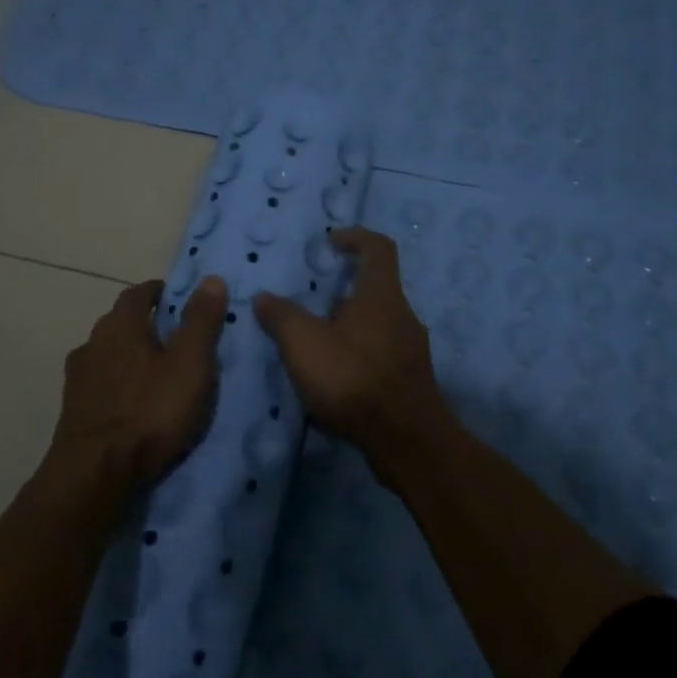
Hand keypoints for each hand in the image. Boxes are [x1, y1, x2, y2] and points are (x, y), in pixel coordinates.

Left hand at [48, 275, 228, 490]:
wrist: (95, 472)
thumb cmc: (150, 411)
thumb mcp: (190, 364)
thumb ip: (200, 321)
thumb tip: (210, 278)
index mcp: (120, 324)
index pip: (138, 292)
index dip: (159, 292)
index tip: (178, 299)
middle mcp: (93, 342)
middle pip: (120, 323)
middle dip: (145, 325)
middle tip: (175, 340)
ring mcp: (78, 377)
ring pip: (108, 354)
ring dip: (130, 357)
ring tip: (156, 375)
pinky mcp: (73, 409)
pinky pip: (101, 384)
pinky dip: (118, 385)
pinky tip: (133, 404)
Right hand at [253, 228, 450, 483]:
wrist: (405, 440)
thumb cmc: (353, 379)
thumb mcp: (304, 344)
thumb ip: (281, 316)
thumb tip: (264, 297)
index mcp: (382, 296)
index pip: (378, 247)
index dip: (355, 237)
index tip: (331, 242)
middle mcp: (404, 315)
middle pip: (376, 288)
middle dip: (344, 290)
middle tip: (311, 303)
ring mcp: (412, 349)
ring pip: (379, 323)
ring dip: (350, 325)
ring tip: (317, 343)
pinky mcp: (411, 379)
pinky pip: (382, 353)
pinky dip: (358, 354)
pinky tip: (336, 378)